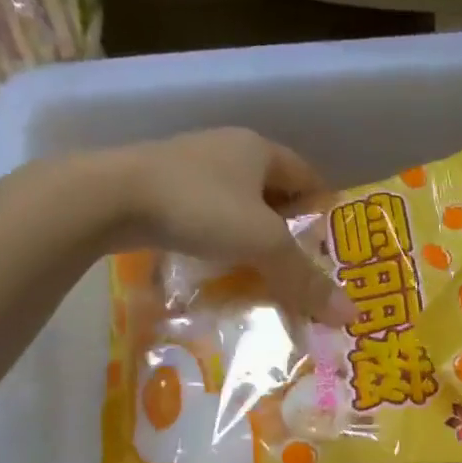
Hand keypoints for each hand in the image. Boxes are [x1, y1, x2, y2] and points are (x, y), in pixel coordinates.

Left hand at [50, 128, 356, 323]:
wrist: (110, 197)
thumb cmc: (201, 207)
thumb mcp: (264, 245)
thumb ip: (306, 279)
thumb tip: (351, 314)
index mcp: (259, 148)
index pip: (309, 177)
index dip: (326, 211)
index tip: (335, 248)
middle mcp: (228, 150)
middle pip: (274, 194)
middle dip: (290, 231)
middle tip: (304, 269)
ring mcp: (192, 168)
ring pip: (239, 206)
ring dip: (254, 238)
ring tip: (267, 274)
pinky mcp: (162, 189)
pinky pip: (209, 217)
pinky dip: (222, 241)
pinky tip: (223, 267)